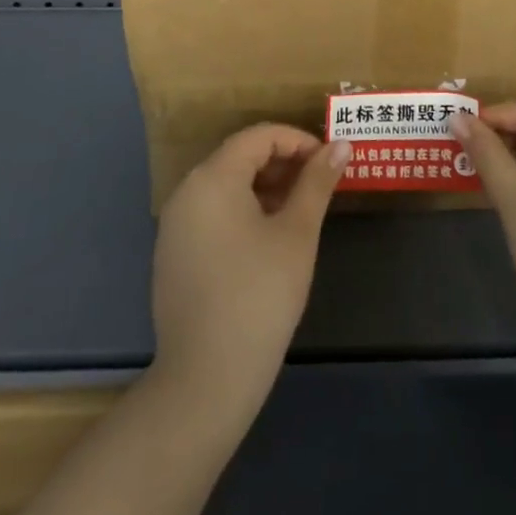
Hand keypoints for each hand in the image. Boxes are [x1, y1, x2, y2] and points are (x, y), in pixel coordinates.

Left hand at [150, 124, 348, 416]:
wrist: (206, 378)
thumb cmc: (259, 295)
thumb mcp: (297, 233)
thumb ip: (317, 183)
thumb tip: (341, 145)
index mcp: (213, 177)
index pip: (259, 136)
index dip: (299, 141)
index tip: (330, 162)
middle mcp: (187, 191)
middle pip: (240, 157)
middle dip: (284, 163)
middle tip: (320, 185)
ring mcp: (175, 225)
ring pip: (227, 185)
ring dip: (266, 186)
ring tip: (301, 210)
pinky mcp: (174, 254)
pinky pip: (213, 212)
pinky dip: (244, 210)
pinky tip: (270, 238)